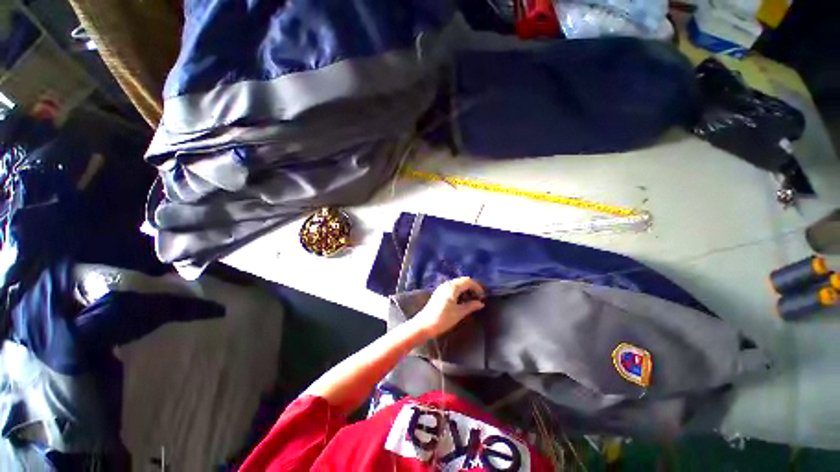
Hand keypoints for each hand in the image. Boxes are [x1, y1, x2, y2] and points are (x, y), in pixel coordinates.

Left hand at [411, 277, 484, 338]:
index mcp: (452, 287)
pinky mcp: (439, 293)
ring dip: (466, 289)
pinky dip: (459, 291)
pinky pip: (452, 288)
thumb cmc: (442, 319)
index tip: (483, 296)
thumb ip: (470, 306)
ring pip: (457, 284)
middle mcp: (447, 284)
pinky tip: (462, 301)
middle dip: (472, 287)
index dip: (477, 287)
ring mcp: (442, 288)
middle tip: (479, 298)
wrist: (424, 325)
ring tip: (472, 300)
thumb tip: (481, 303)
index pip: (468, 281)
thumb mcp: (459, 313)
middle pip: (463, 281)